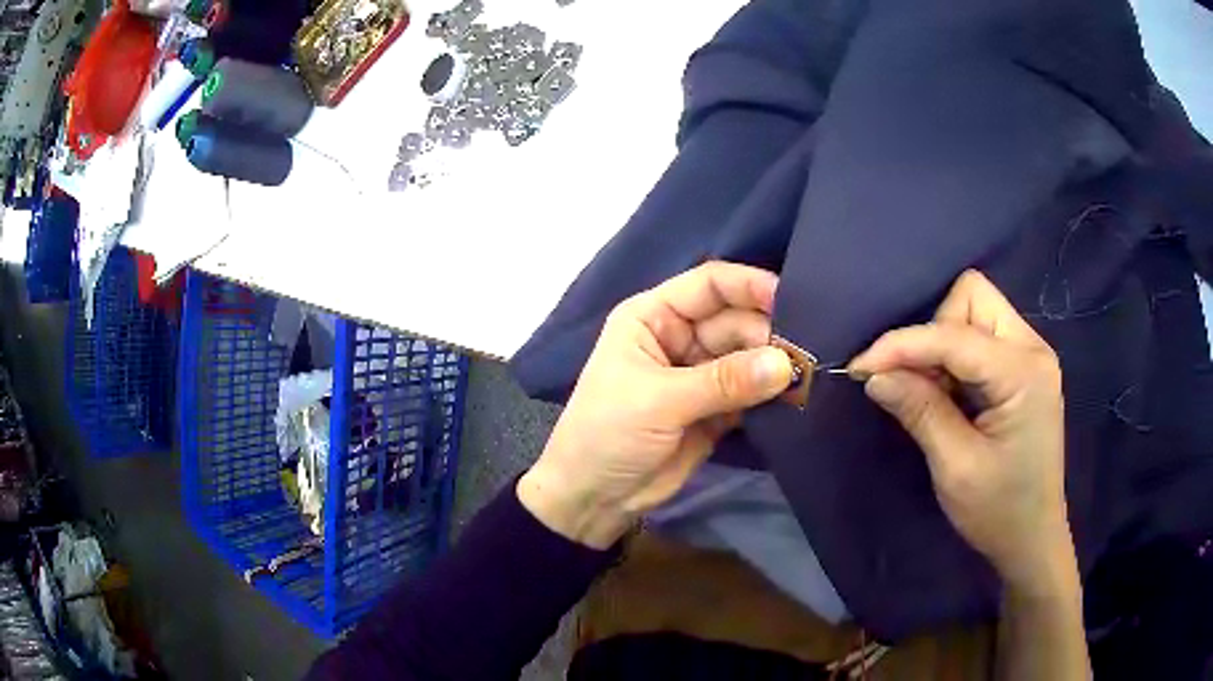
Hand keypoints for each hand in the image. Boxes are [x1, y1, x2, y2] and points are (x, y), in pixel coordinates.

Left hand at [518, 262, 794, 548]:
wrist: (594, 497)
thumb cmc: (608, 433)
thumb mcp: (659, 401)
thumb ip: (723, 382)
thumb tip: (785, 364)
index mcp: (654, 317)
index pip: (709, 286)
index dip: (749, 286)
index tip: (792, 298)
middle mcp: (680, 337)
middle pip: (737, 321)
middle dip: (770, 332)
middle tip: (809, 350)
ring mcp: (701, 374)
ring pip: (749, 356)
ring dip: (777, 364)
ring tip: (811, 372)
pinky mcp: (717, 409)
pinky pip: (752, 391)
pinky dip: (773, 393)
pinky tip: (798, 395)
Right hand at [849, 271, 1071, 587]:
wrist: (1032, 538)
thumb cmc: (999, 511)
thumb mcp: (956, 467)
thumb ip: (920, 411)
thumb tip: (874, 375)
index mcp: (1023, 373)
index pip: (954, 335)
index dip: (903, 346)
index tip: (861, 369)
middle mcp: (1032, 349)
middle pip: (971, 298)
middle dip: (933, 333)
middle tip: (916, 385)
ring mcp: (1030, 355)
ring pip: (973, 311)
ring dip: (942, 345)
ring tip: (932, 395)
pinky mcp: (1023, 368)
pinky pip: (980, 336)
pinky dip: (954, 357)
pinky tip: (948, 394)